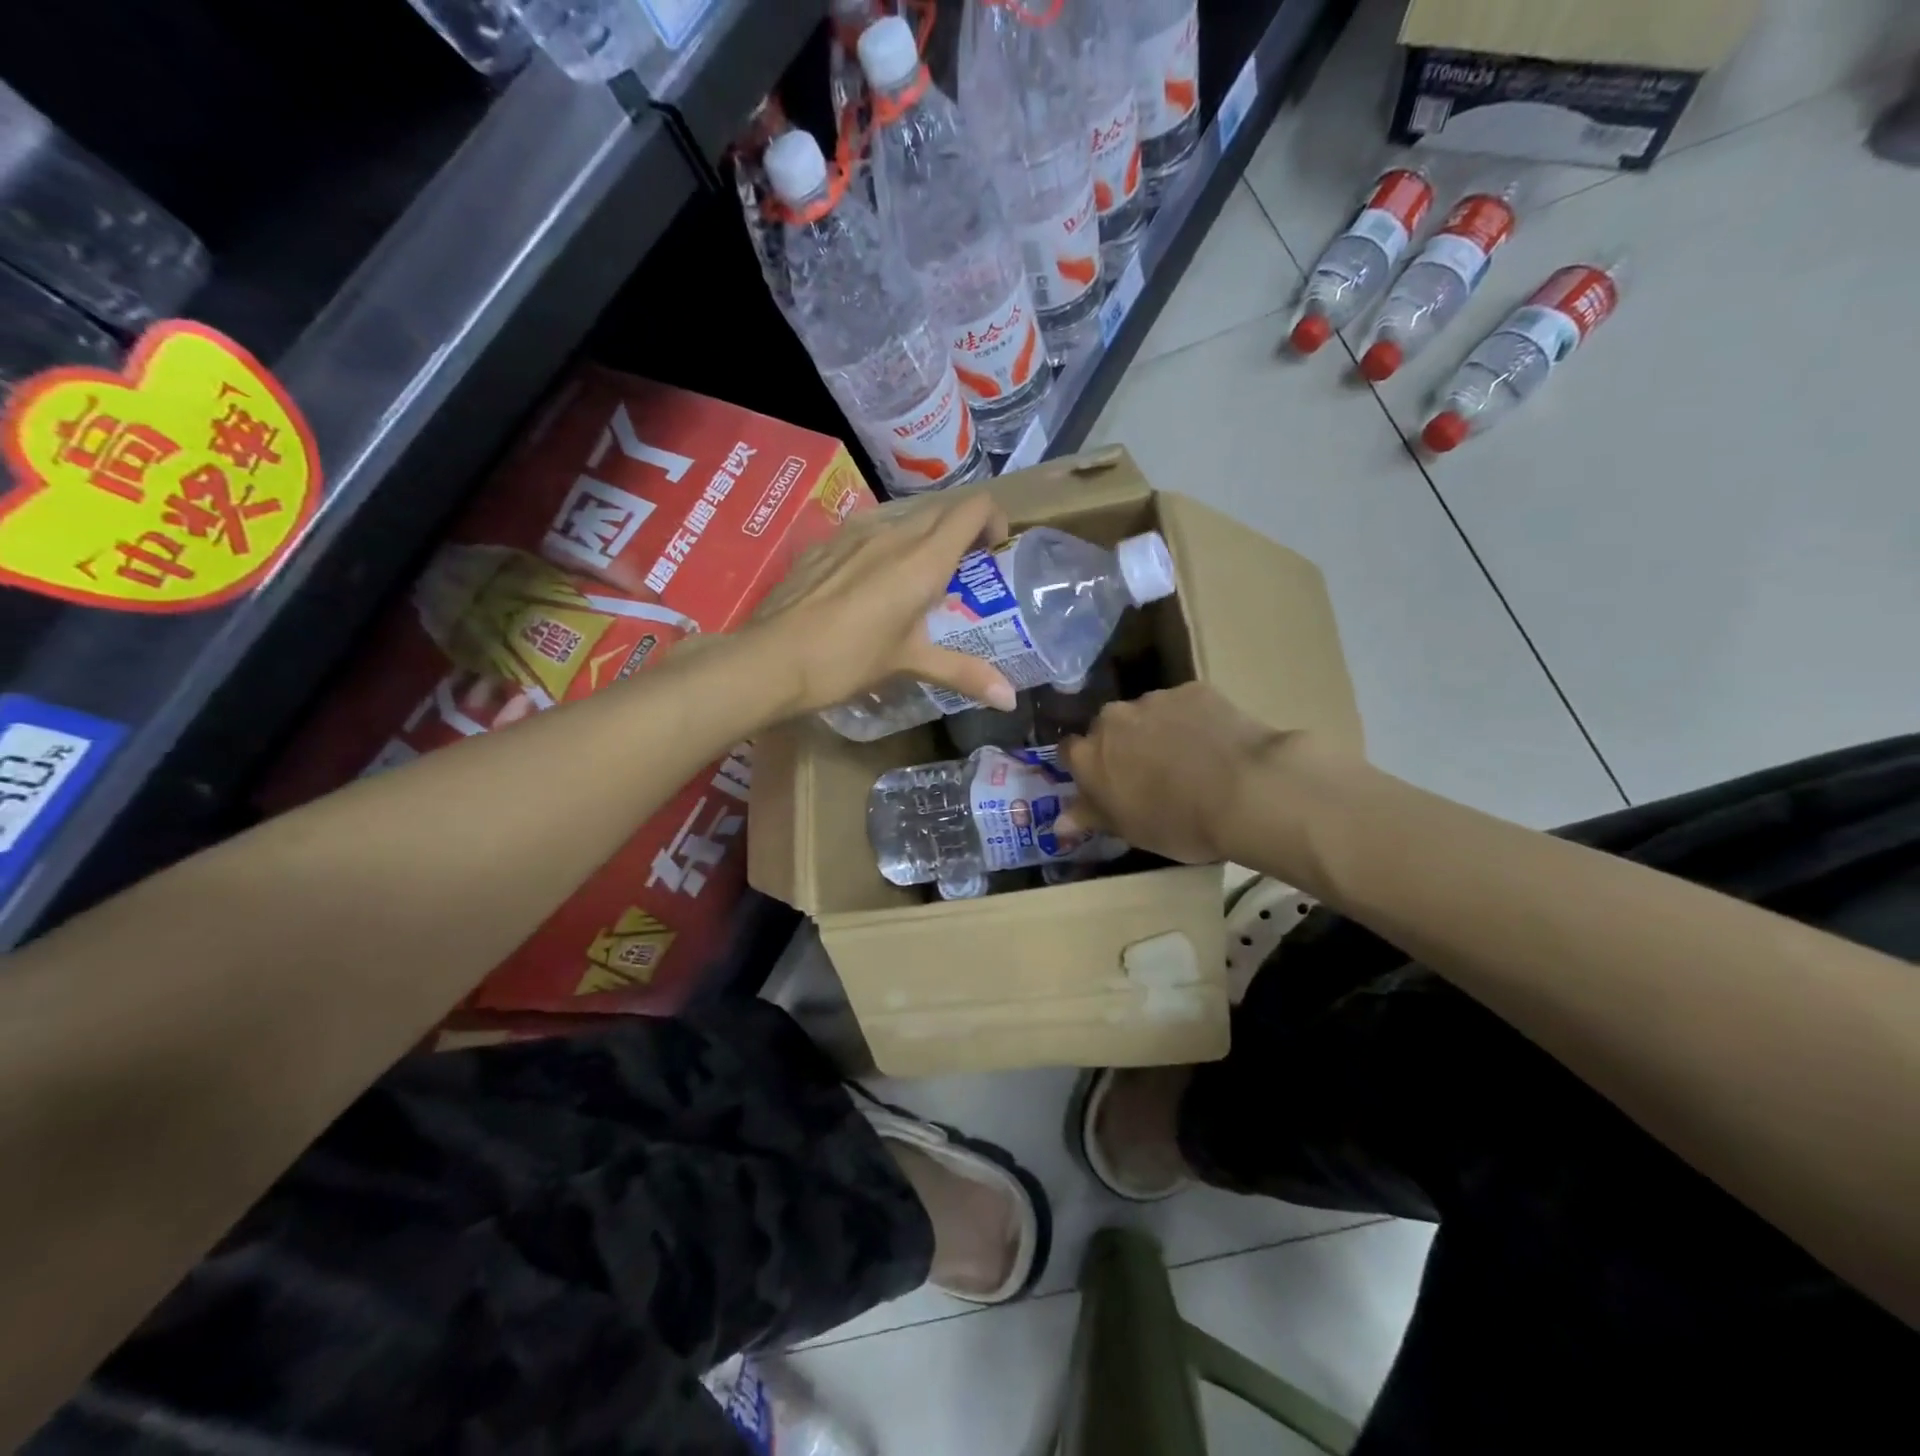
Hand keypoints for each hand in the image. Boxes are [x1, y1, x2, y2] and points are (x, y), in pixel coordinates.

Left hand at [750, 492, 1016, 716]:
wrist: (770, 659)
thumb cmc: (847, 660)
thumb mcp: (909, 664)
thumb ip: (963, 672)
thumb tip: (1010, 699)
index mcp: (922, 558)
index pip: (973, 508)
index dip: (993, 520)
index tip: (993, 553)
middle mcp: (892, 533)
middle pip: (941, 510)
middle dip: (962, 532)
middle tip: (963, 574)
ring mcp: (853, 534)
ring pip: (903, 519)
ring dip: (922, 540)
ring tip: (917, 583)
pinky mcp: (824, 545)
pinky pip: (867, 533)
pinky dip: (884, 549)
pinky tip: (869, 587)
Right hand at [1062, 683, 1297, 864]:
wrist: (1246, 792)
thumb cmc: (1178, 822)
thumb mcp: (1130, 831)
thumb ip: (1091, 817)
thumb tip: (1059, 822)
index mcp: (1088, 755)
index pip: (1069, 751)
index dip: (1086, 766)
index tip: (1105, 782)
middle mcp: (1112, 718)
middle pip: (1108, 728)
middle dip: (1122, 745)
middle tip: (1149, 773)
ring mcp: (1154, 699)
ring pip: (1146, 714)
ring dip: (1157, 731)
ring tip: (1189, 759)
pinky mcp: (1193, 689)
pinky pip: (1184, 704)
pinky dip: (1192, 720)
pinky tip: (1215, 743)